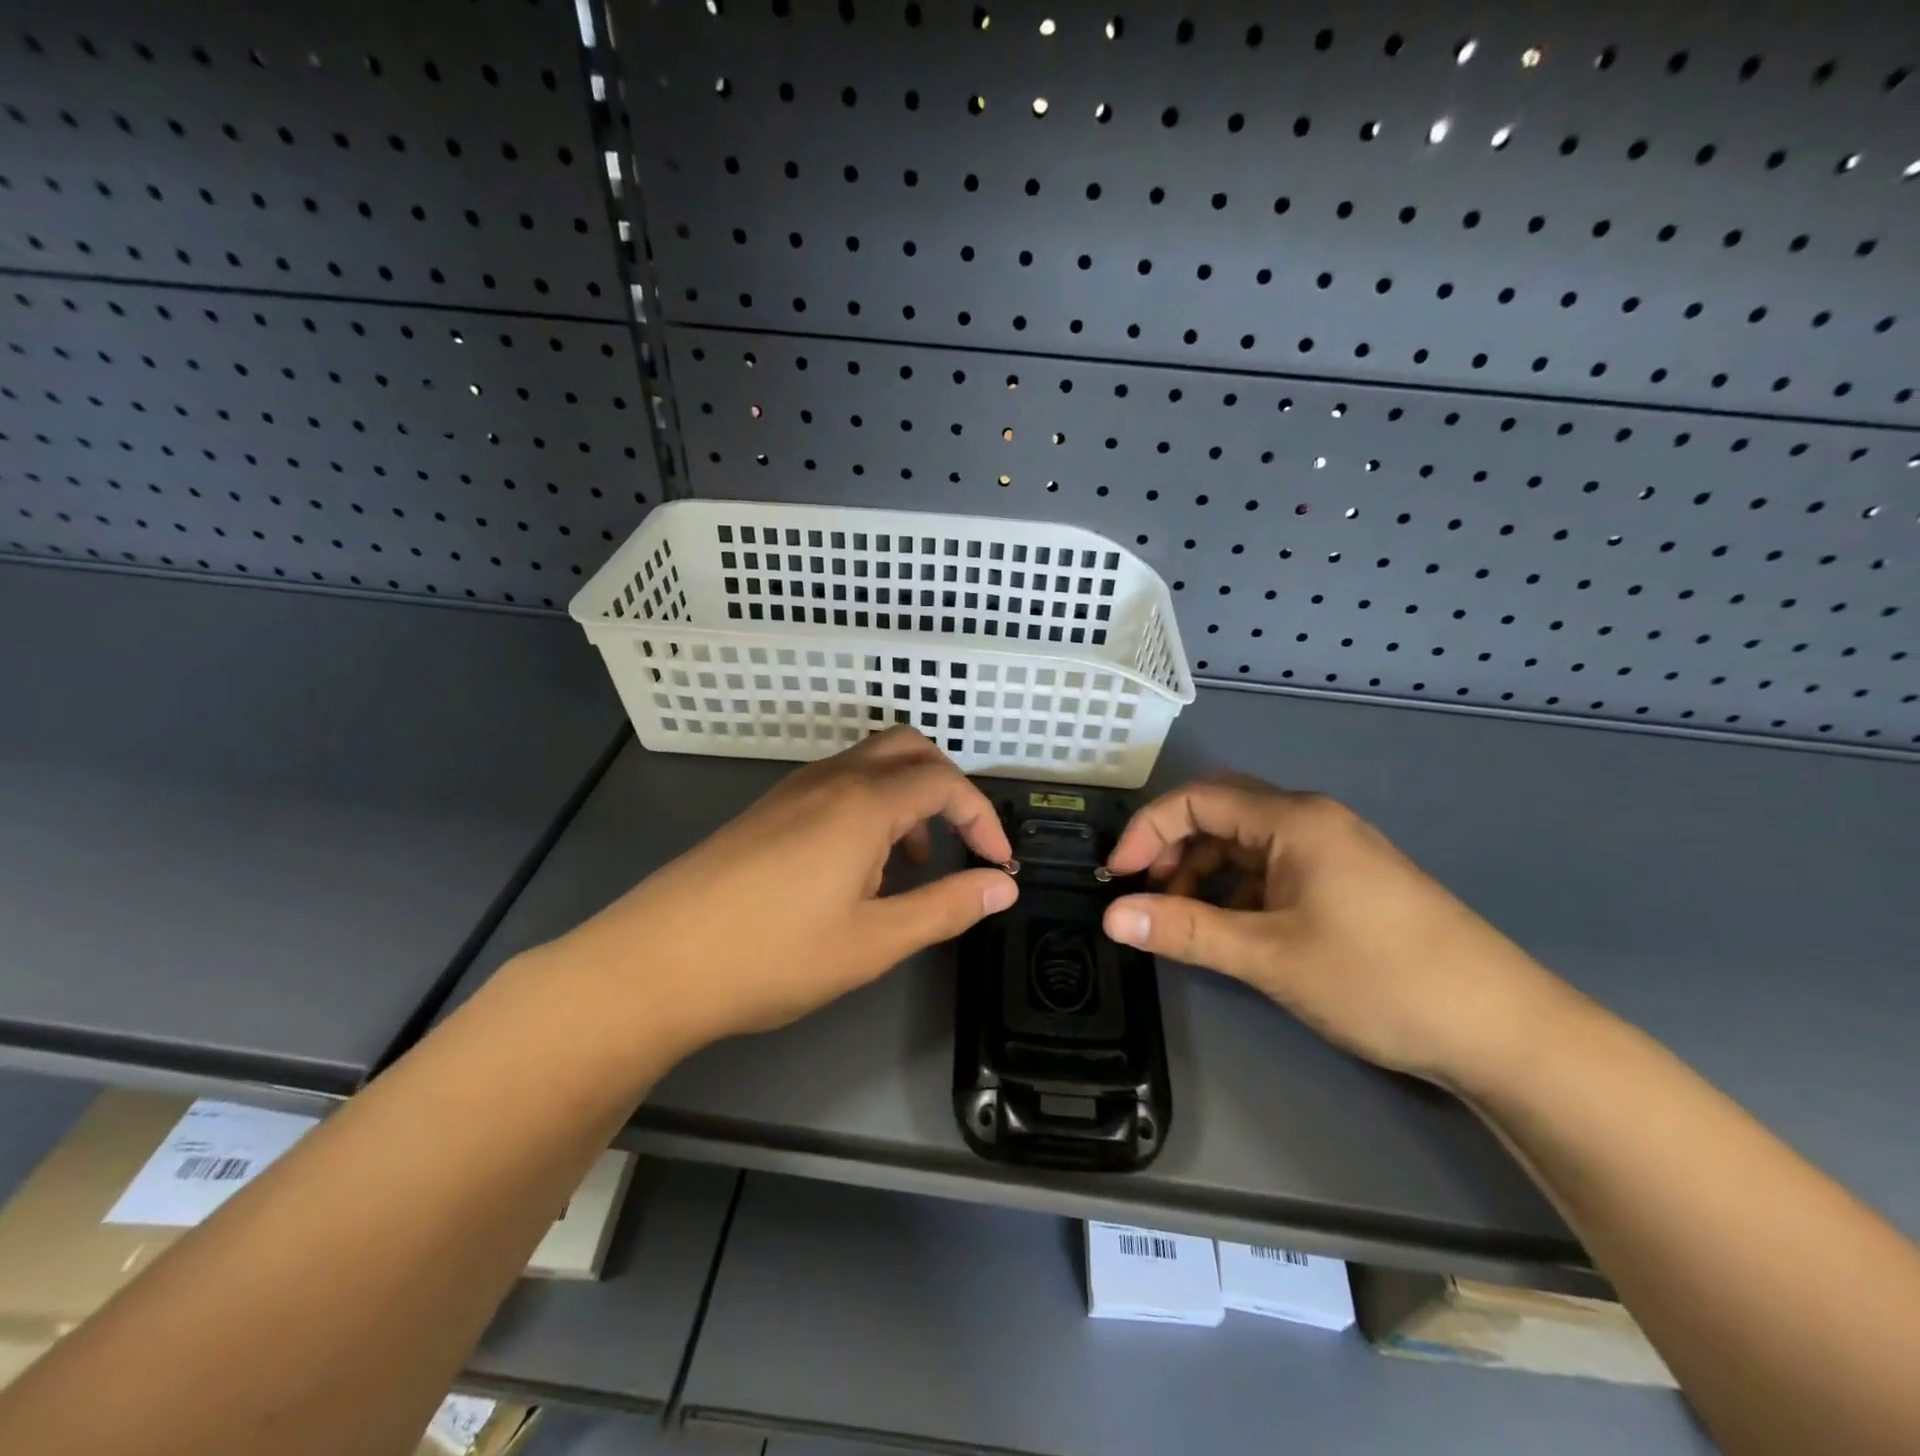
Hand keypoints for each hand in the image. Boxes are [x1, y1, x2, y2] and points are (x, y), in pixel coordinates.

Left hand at [535, 727, 1016, 1059]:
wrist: (655, 962)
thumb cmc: (773, 956)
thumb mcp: (874, 942)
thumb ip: (946, 907)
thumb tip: (1004, 885)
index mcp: (863, 803)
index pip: (945, 782)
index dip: (982, 817)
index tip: (996, 862)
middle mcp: (831, 780)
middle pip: (908, 749)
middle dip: (947, 787)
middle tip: (958, 842)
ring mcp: (793, 789)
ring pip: (870, 763)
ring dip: (906, 797)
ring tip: (906, 866)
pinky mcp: (767, 809)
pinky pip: (836, 784)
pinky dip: (869, 806)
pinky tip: (855, 867)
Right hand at [1100, 775, 1571, 1087]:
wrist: (1502, 1030)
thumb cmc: (1379, 979)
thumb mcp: (1269, 956)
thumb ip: (1185, 930)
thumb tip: (1111, 918)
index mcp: (1293, 820)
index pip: (1197, 800)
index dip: (1147, 831)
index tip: (1117, 878)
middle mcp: (1312, 821)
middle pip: (1220, 814)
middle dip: (1172, 848)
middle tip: (1144, 895)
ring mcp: (1334, 850)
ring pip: (1246, 844)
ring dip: (1204, 873)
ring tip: (1182, 920)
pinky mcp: (1347, 881)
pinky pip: (1273, 868)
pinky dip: (1238, 890)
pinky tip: (1231, 928)